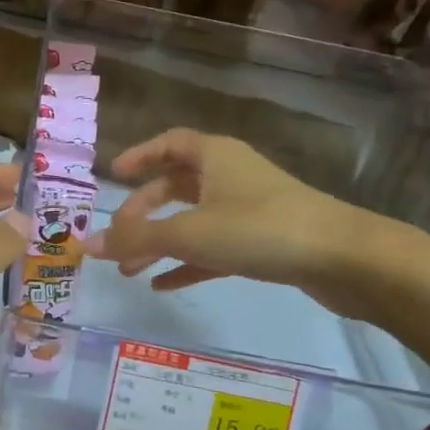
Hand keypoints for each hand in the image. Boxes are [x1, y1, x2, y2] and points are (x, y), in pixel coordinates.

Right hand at [85, 128, 414, 320]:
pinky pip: (213, 249)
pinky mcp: (263, 242)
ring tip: (129, 271)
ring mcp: (248, 209)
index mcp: (214, 156)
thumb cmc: (259, 229)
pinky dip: (187, 263)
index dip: (139, 156)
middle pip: (175, 186)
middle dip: (142, 213)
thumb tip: (87, 245)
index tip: (112, 176)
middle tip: (116, 239)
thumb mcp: (190, 232)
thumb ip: (137, 239)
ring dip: (160, 243)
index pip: (169, 143)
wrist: (342, 258)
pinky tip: (163, 286)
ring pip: (192, 221)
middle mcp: (230, 175)